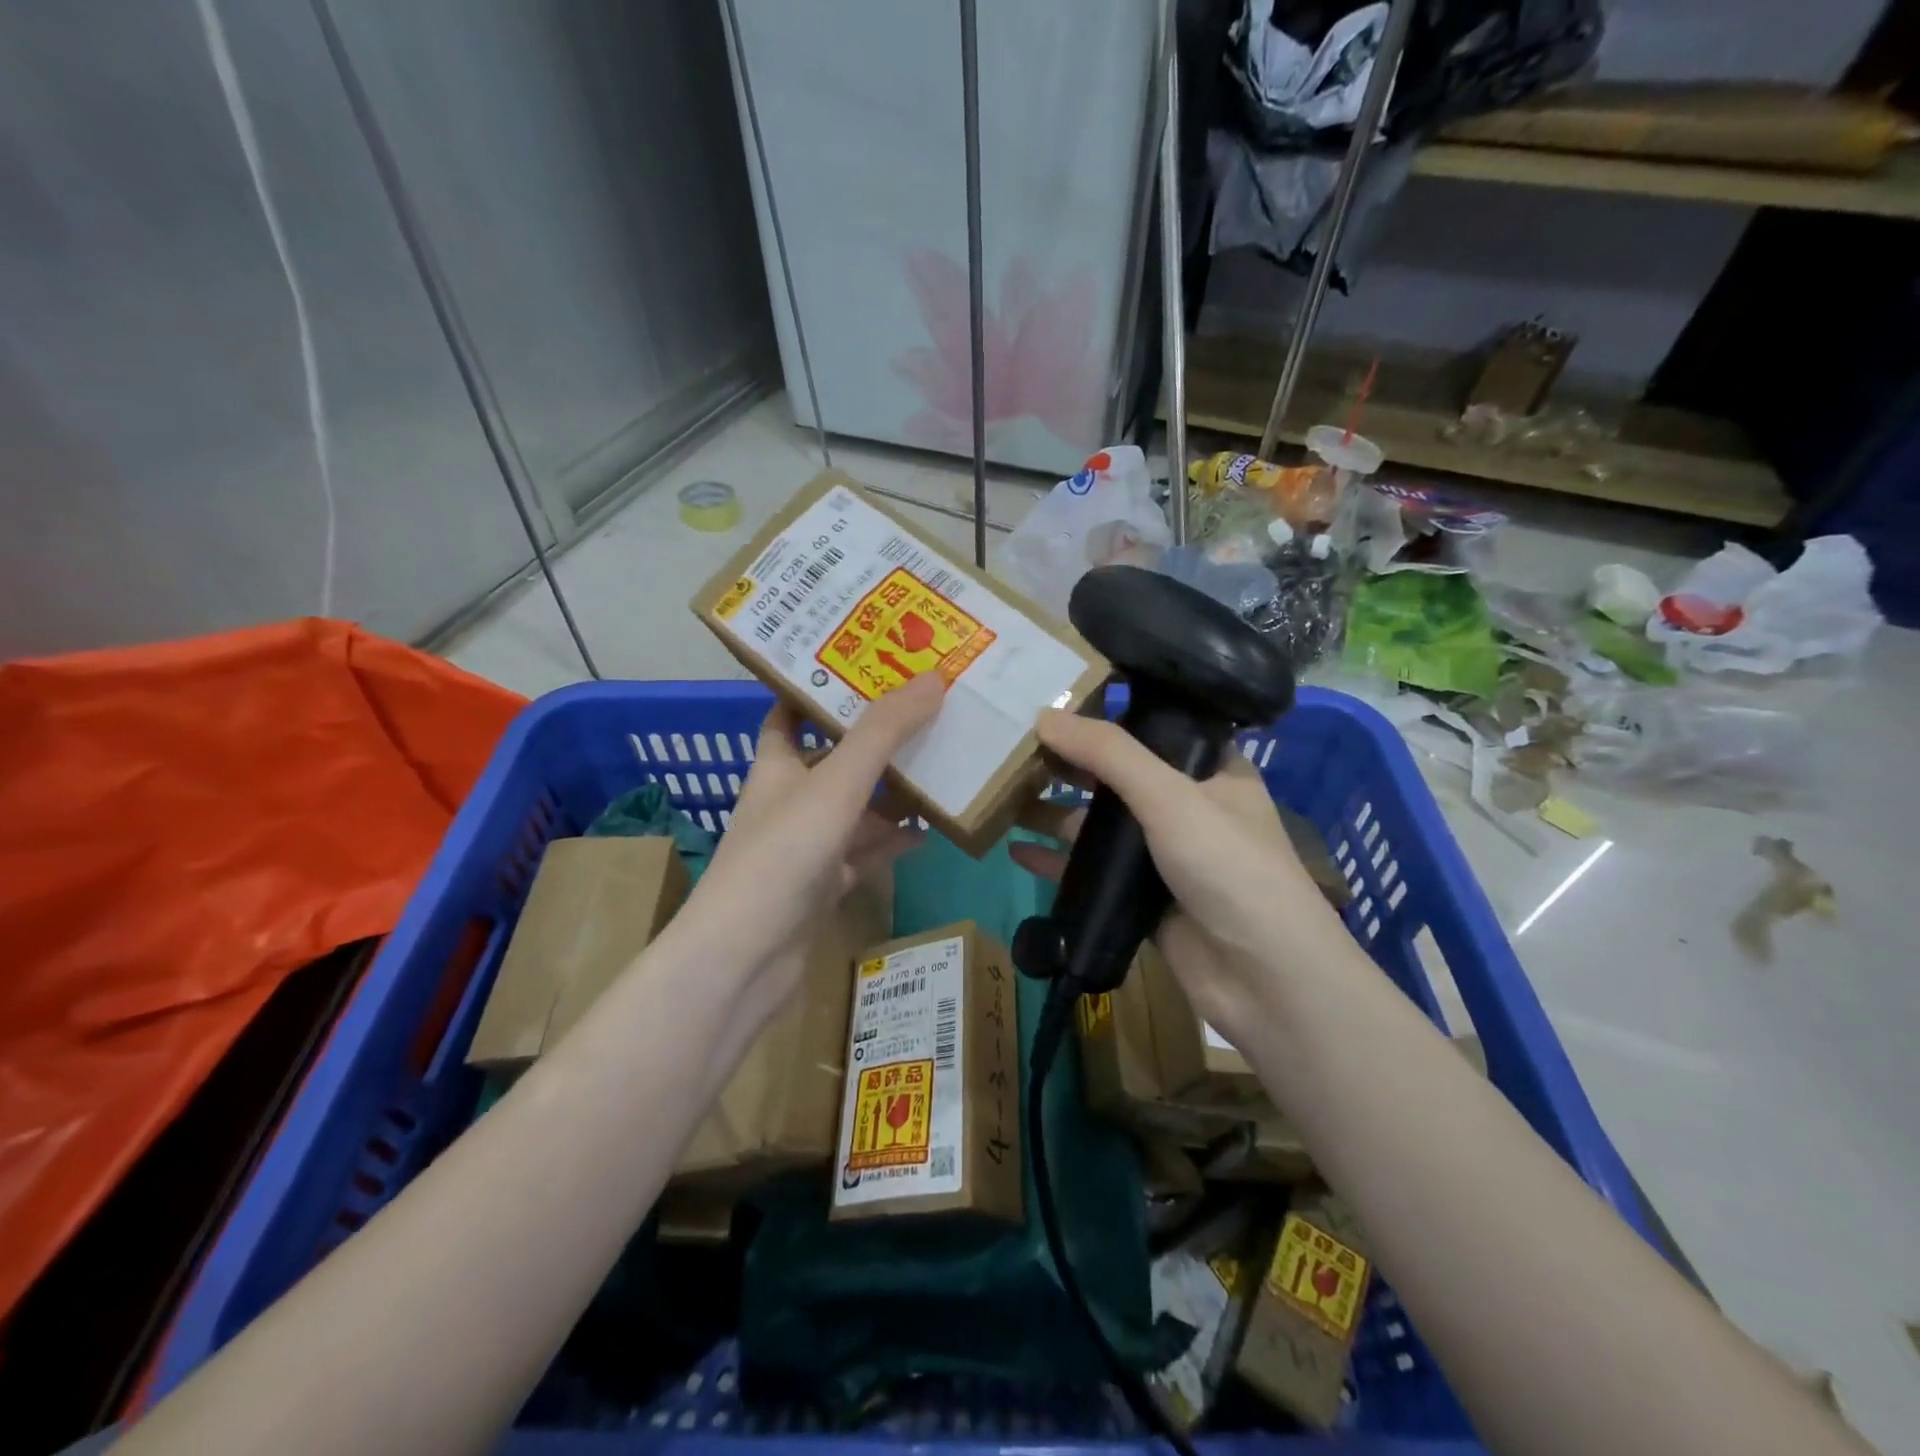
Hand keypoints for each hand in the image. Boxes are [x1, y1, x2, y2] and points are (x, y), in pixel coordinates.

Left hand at [675, 675, 943, 1028]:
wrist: (745, 958)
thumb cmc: (781, 854)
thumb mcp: (835, 784)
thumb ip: (883, 733)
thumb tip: (933, 678)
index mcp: (778, 763)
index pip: (793, 709)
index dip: (823, 685)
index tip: (868, 662)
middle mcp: (789, 798)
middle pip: (836, 756)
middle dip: (876, 736)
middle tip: (928, 708)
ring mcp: (807, 844)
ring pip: (856, 806)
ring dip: (892, 791)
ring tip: (942, 763)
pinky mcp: (824, 884)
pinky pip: (866, 852)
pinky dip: (894, 841)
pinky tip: (930, 831)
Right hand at [1009, 709, 1349, 1048]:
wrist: (1264, 978)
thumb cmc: (1229, 867)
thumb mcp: (1170, 796)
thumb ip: (1108, 754)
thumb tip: (1044, 715)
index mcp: (1211, 772)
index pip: (1154, 729)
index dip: (1107, 715)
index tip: (1055, 702)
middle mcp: (1188, 807)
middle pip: (1119, 777)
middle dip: (1070, 765)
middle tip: (1014, 747)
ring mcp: (1164, 856)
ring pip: (1101, 826)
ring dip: (1056, 812)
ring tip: (1001, 795)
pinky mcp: (1143, 899)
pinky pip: (1092, 871)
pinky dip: (1057, 860)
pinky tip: (1015, 850)